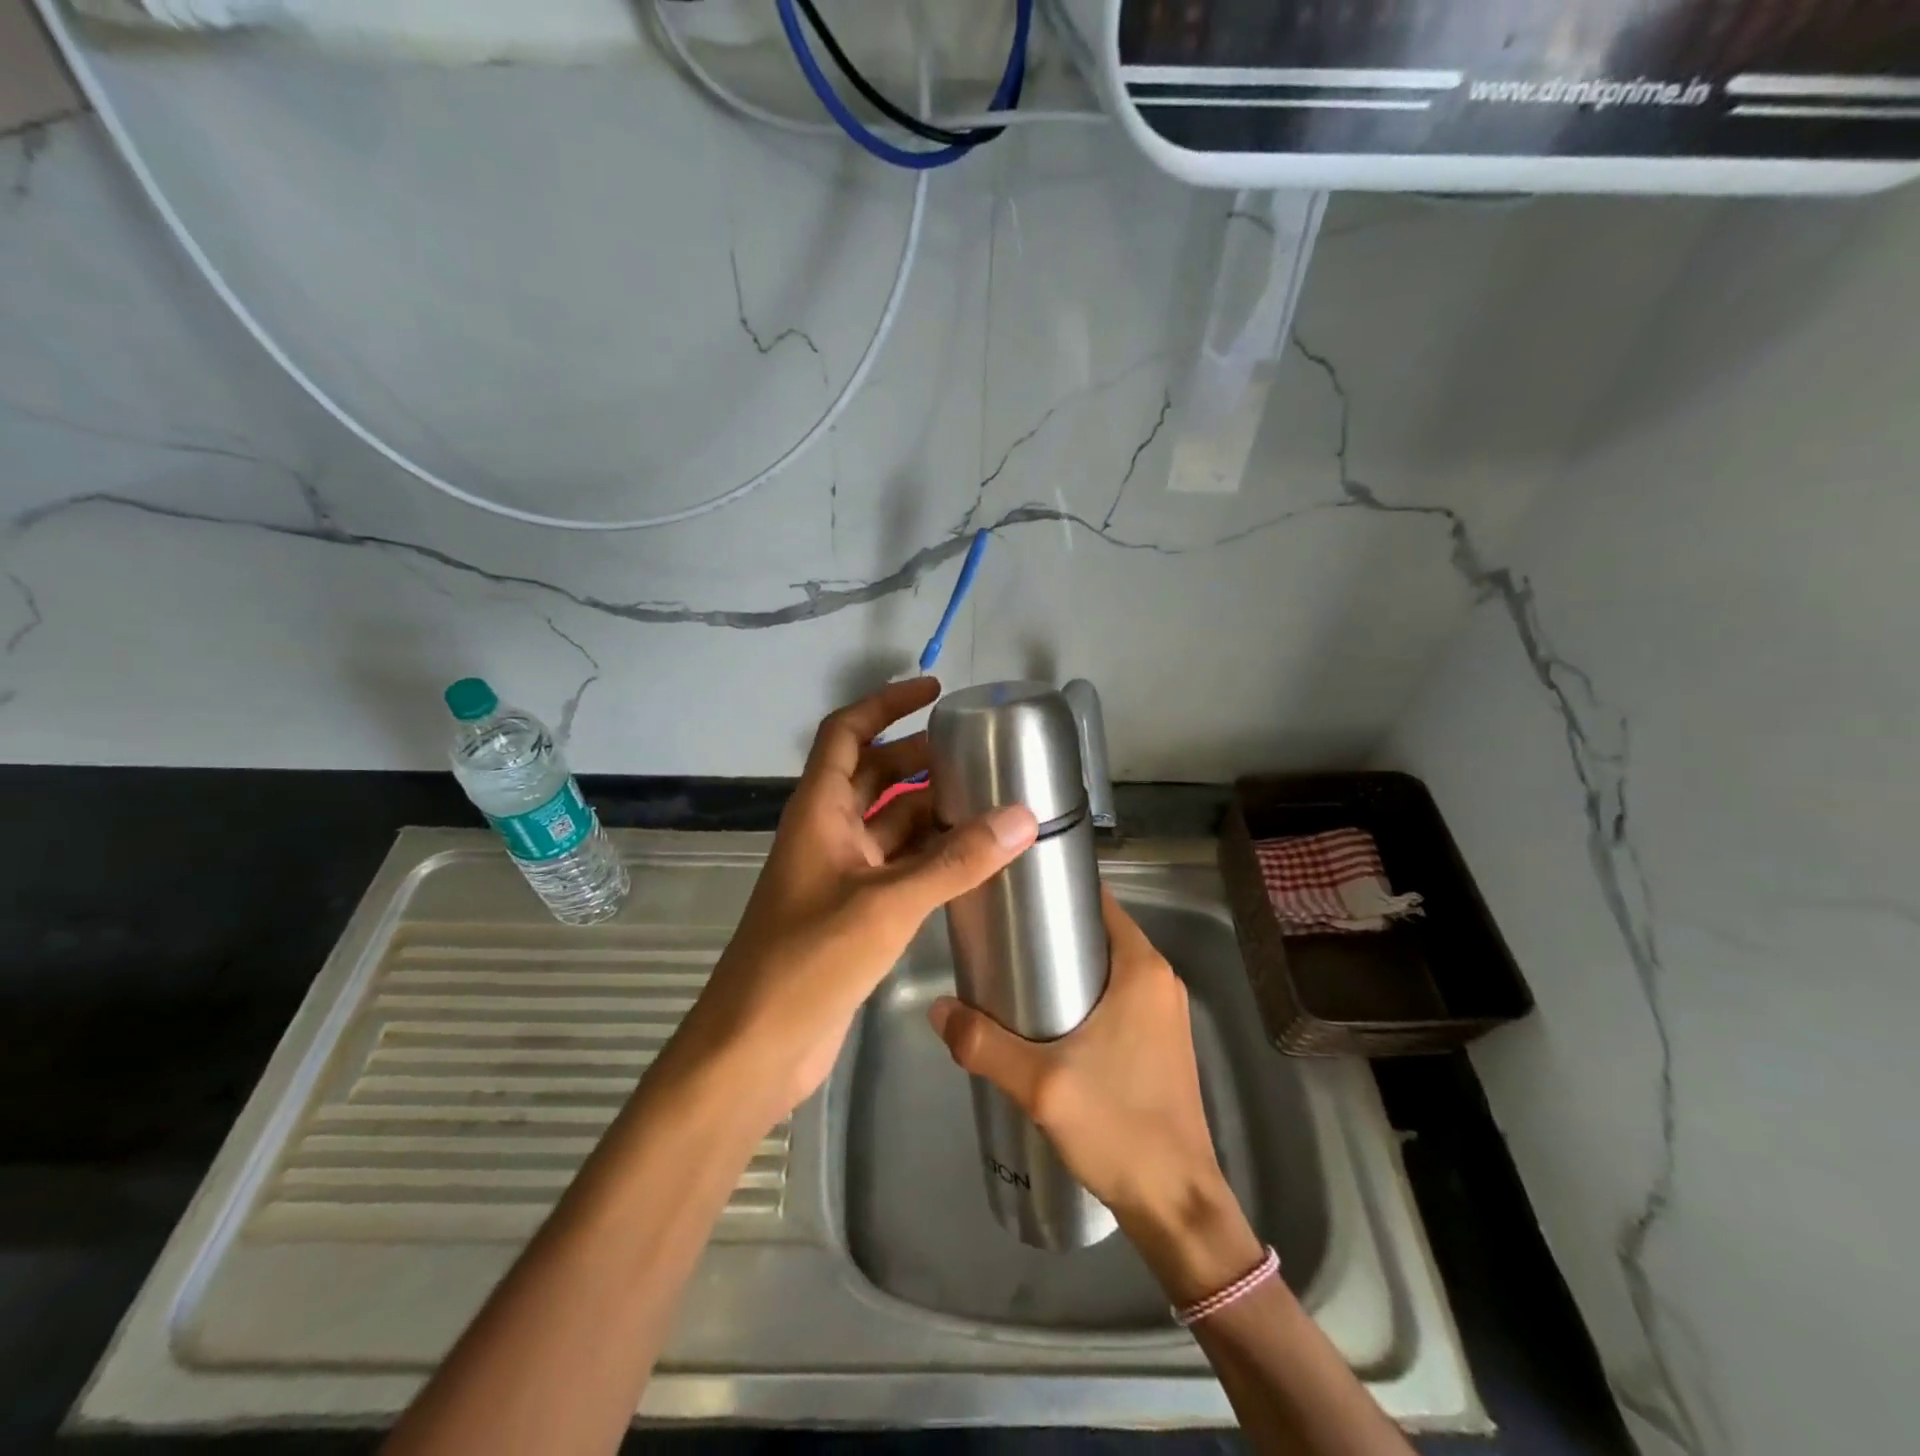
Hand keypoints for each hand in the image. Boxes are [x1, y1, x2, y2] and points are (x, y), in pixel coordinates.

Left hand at [674, 677, 1037, 1127]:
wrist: (755, 1048)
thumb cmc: (807, 961)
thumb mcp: (886, 904)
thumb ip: (955, 862)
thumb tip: (1023, 818)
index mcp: (818, 811)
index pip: (847, 733)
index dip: (886, 705)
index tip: (934, 691)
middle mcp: (827, 833)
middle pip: (875, 775)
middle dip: (921, 759)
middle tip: (979, 754)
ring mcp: (840, 874)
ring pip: (891, 825)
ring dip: (932, 811)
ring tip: (991, 801)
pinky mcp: (854, 913)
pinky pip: (899, 867)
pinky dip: (932, 857)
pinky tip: (974, 860)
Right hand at [928, 887, 1263, 1302]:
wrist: (1176, 1205)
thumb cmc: (1118, 1128)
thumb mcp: (1041, 1084)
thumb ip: (983, 1044)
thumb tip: (936, 1008)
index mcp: (1142, 968)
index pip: (1097, 901)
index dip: (1055, 891)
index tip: (1011, 896)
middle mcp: (1159, 979)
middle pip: (1099, 932)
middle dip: (1051, 931)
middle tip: (1000, 940)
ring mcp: (1164, 1011)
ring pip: (1107, 966)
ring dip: (1066, 965)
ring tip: (1013, 977)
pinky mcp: (1161, 1041)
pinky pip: (1118, 995)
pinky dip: (1085, 993)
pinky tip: (1047, 1019)